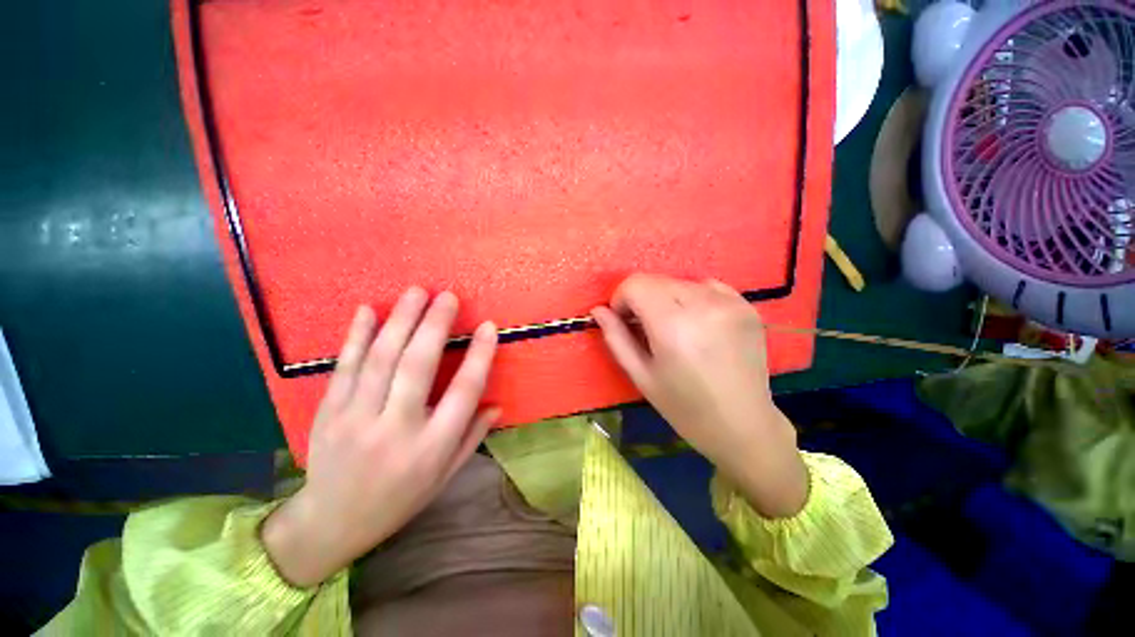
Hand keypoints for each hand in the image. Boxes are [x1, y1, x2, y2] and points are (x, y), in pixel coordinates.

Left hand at [262, 289, 499, 586]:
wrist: (330, 523)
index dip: (479, 356)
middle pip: (417, 367)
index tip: (488, 327)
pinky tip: (367, 310)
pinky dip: (356, 336)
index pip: (463, 393)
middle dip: (434, 326)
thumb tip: (497, 404)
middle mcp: (395, 429)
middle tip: (447, 296)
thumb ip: (472, 436)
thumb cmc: (399, 499)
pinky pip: (344, 367)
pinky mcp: (328, 412)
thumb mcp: (445, 475)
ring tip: (416, 292)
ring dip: (400, 321)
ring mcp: (356, 419)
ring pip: (380, 360)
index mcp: (431, 448)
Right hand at [592, 274, 807, 517]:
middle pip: (656, 280)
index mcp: (672, 326)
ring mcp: (729, 302)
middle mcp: (703, 305)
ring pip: (679, 282)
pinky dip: (693, 298)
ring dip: (666, 299)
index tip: (625, 321)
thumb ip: (616, 338)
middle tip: (646, 329)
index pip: (635, 284)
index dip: (621, 299)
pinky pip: (706, 286)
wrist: (744, 425)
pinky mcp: (746, 305)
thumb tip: (598, 310)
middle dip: (642, 299)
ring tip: (674, 329)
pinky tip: (697, 324)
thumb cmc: (684, 407)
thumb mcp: (641, 376)